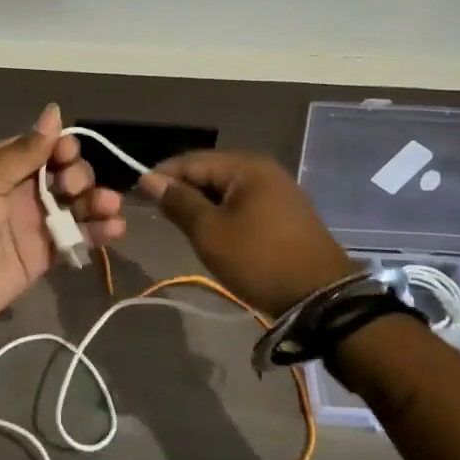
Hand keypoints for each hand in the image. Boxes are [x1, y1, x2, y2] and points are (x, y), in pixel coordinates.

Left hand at [0, 105, 124, 360]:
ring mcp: (31, 226)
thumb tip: (54, 111)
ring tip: (110, 208)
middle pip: (64, 175)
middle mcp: (18, 192)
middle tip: (75, 187)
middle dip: (80, 175)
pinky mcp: (41, 258)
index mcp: (0, 166)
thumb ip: (25, 150)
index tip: (69, 155)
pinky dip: (97, 233)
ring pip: (74, 206)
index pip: (42, 147)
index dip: (62, 148)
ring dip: (97, 202)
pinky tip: (114, 230)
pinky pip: (75, 239)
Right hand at [136, 151, 353, 316]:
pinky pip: (243, 203)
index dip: (162, 176)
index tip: (137, 196)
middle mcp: (263, 169)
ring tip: (182, 226)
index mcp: (245, 165)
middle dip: (182, 191)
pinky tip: (213, 232)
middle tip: (159, 215)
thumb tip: (148, 179)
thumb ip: (178, 202)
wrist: (322, 299)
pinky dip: (223, 214)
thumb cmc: (260, 260)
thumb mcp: (210, 232)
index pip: (191, 160)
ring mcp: (278, 190)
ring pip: (225, 190)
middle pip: (209, 172)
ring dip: (202, 205)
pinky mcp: (285, 213)